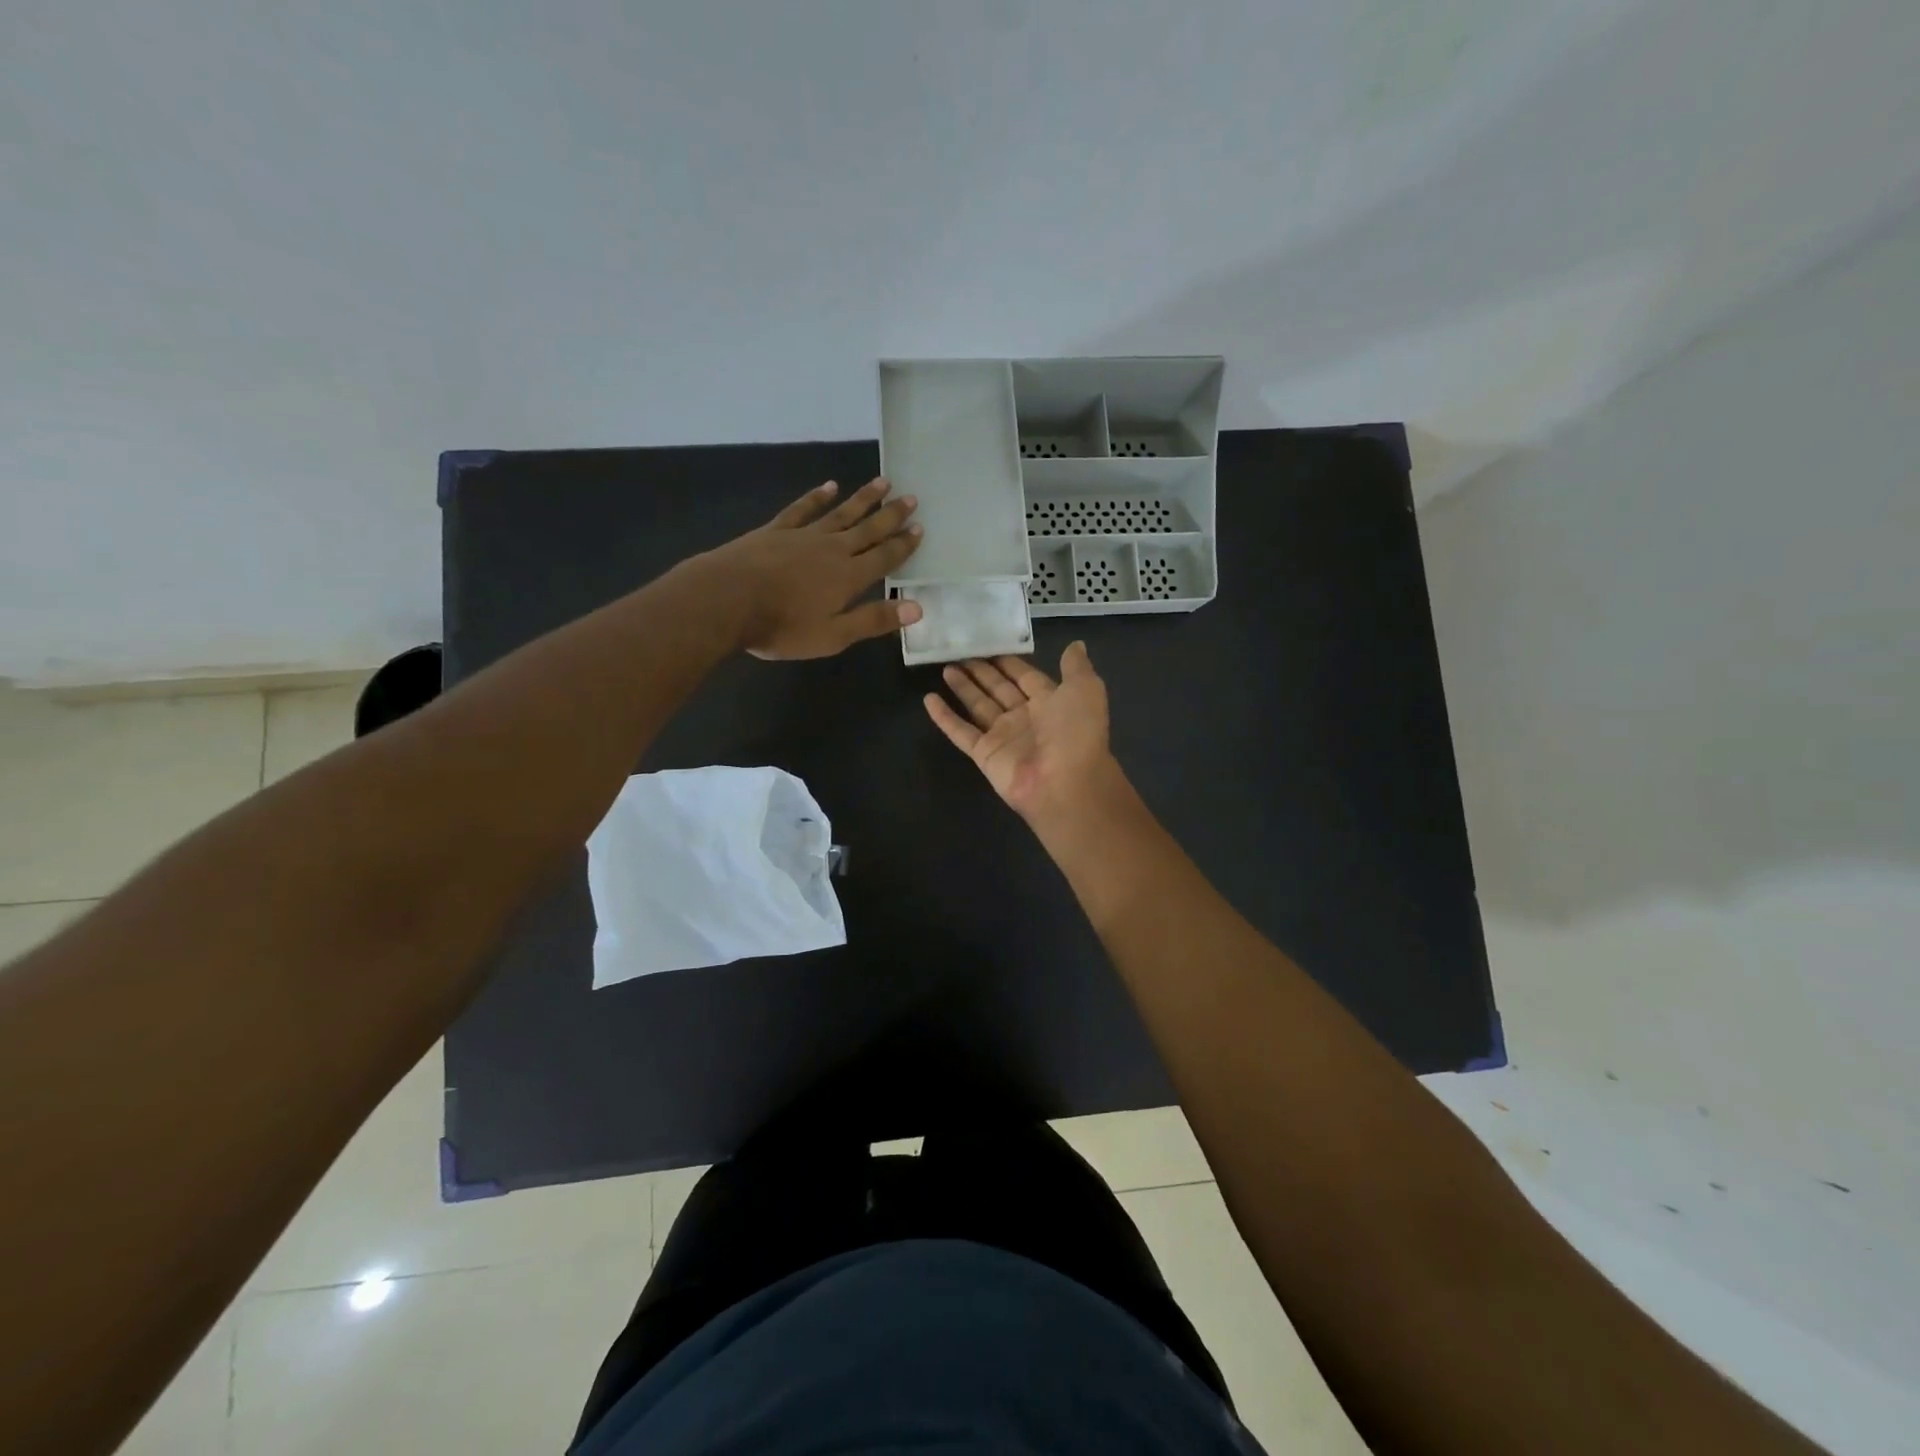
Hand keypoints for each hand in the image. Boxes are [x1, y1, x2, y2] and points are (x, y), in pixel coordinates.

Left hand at [702, 478, 923, 658]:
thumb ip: (873, 620)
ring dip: (863, 499)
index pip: (884, 557)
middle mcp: (833, 549)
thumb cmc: (783, 626)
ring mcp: (804, 536)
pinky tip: (829, 486)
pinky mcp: (777, 530)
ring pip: (841, 513)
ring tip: (883, 482)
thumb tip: (916, 608)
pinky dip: (818, 497)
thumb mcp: (833, 635)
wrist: (728, 599)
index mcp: (849, 576)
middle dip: (891, 515)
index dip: (904, 544)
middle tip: (911, 497)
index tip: (920, 527)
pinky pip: (803, 509)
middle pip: (868, 529)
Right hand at [923, 643, 1124, 825]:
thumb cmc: (1077, 732)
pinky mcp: (984, 754)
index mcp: (1050, 702)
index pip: (1025, 677)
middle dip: (982, 672)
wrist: (1065, 782)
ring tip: (945, 667)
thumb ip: (1076, 667)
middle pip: (998, 690)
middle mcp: (1025, 718)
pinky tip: (928, 699)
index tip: (988, 643)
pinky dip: (944, 716)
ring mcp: (1003, 737)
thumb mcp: (1086, 689)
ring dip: (962, 687)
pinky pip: (960, 732)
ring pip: (978, 706)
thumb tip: (1076, 645)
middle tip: (959, 652)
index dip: (1008, 662)